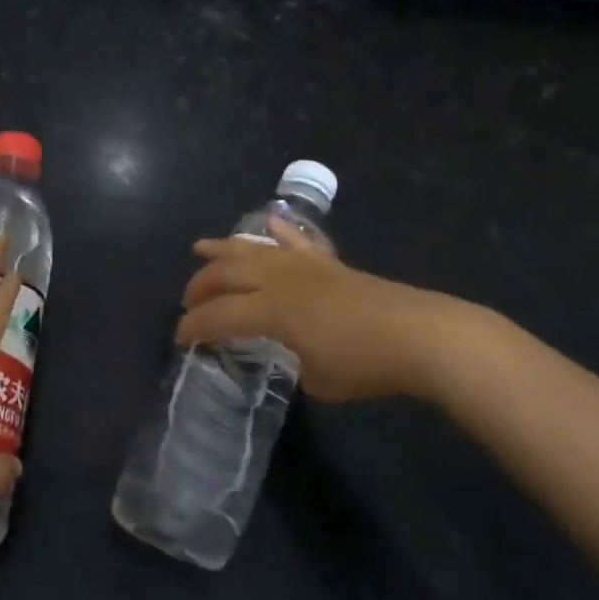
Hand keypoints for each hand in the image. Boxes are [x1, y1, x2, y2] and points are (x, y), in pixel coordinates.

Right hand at [176, 218, 455, 402]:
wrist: (418, 335)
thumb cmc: (364, 364)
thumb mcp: (317, 379)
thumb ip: (292, 362)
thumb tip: (290, 350)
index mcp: (269, 311)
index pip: (218, 315)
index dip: (194, 327)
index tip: (181, 339)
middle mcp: (278, 279)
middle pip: (226, 275)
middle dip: (200, 287)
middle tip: (187, 303)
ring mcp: (303, 265)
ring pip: (252, 249)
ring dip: (223, 250)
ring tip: (201, 248)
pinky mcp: (327, 262)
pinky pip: (296, 240)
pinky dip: (279, 230)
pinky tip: (268, 220)